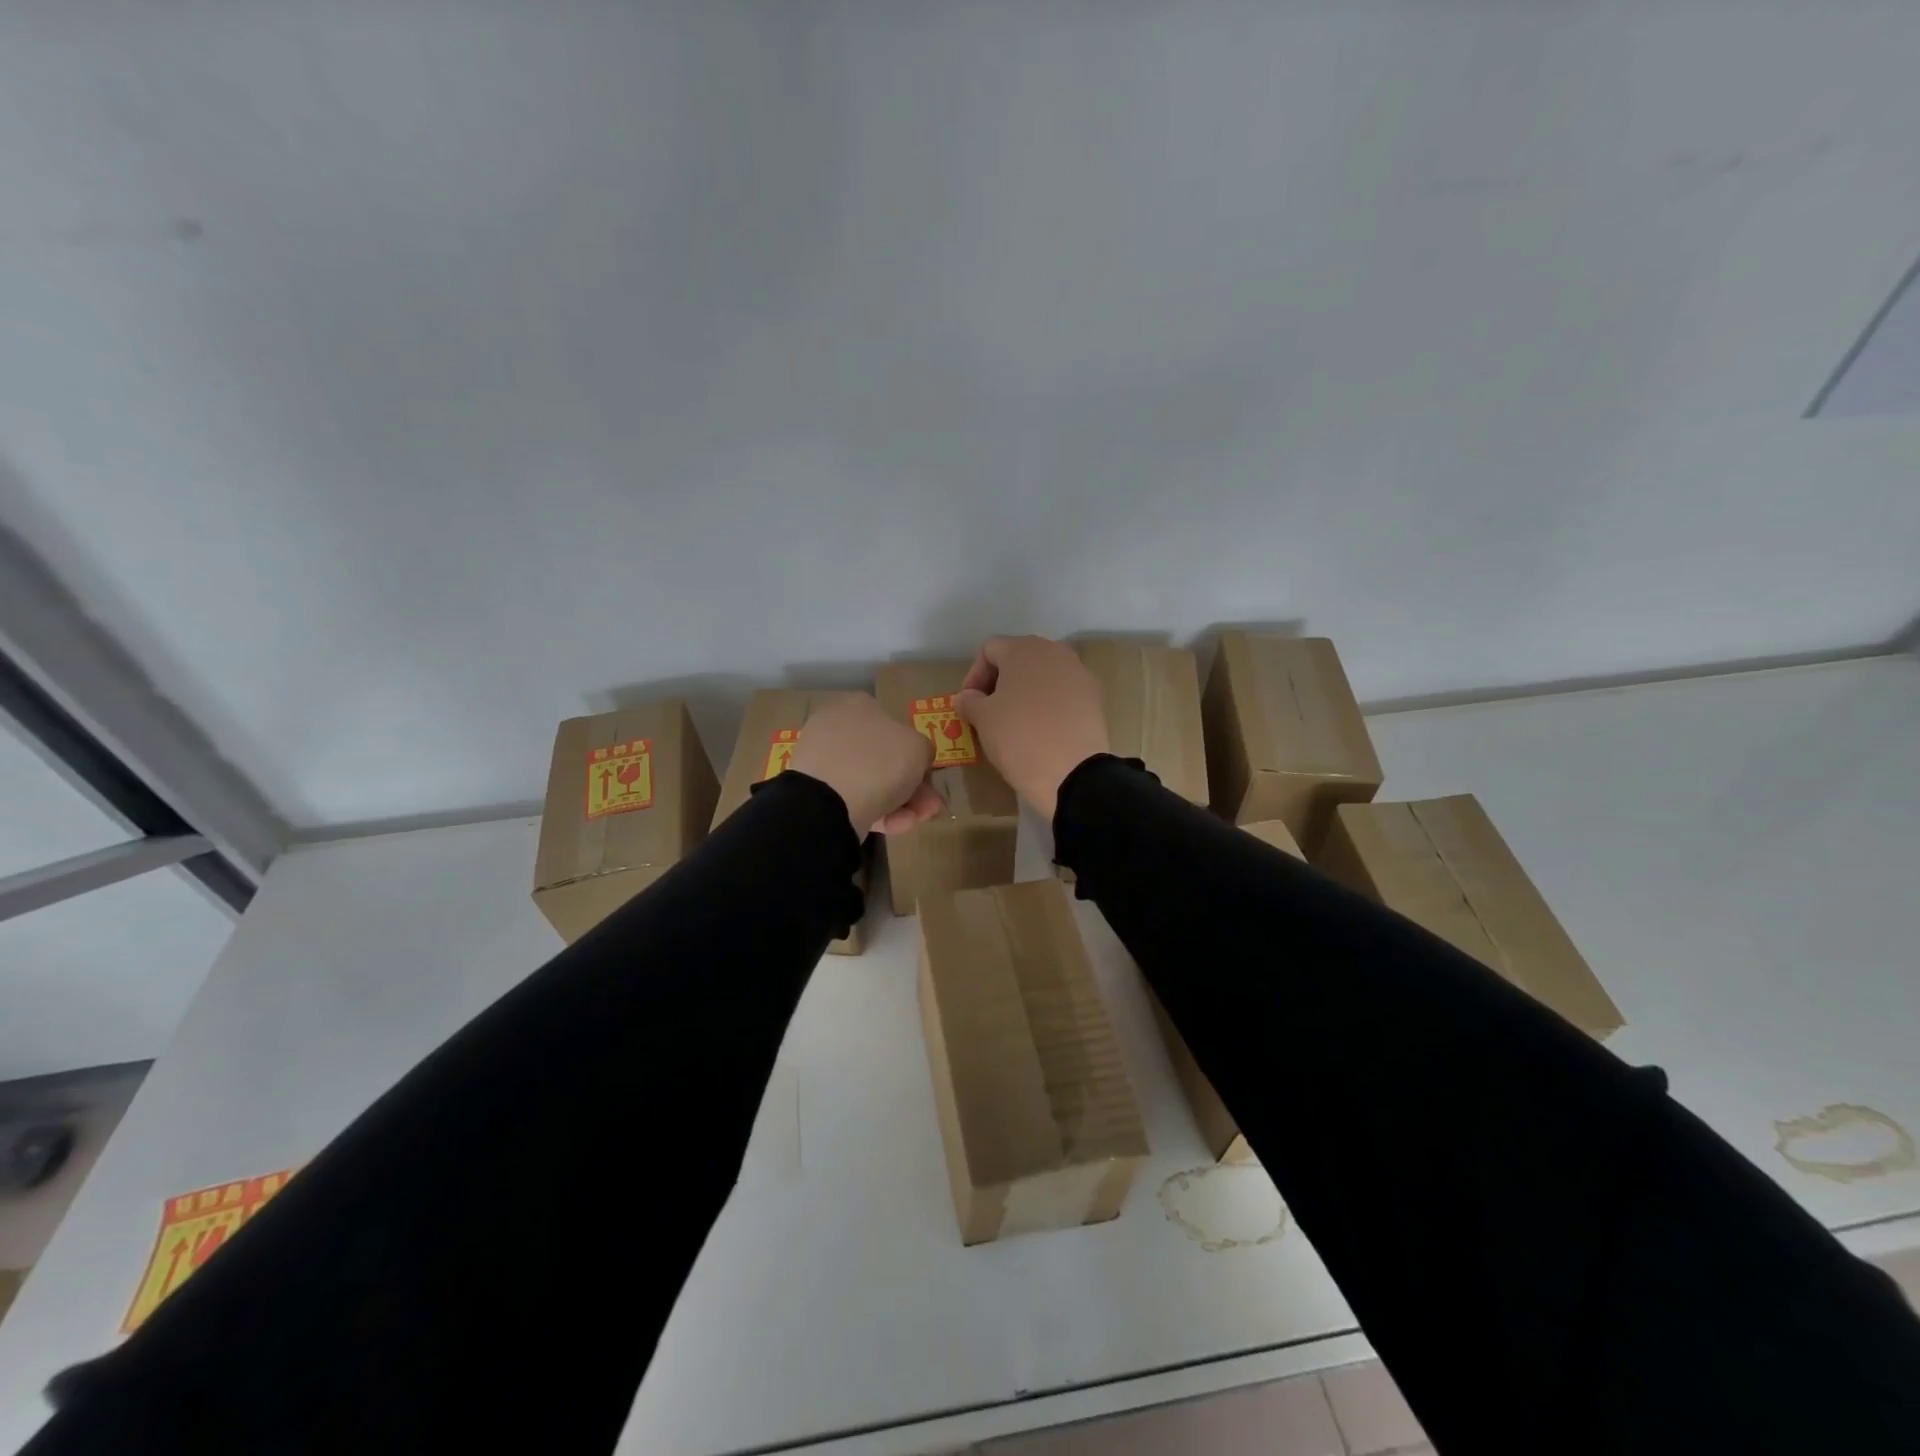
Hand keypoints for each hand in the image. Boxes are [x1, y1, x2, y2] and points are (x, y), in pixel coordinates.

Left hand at [790, 694, 941, 835]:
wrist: (830, 801)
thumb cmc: (880, 761)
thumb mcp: (919, 747)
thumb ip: (923, 750)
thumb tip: (917, 757)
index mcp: (858, 705)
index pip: (892, 725)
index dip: (914, 752)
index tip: (926, 775)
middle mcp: (837, 728)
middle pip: (883, 758)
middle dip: (911, 785)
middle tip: (928, 805)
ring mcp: (823, 761)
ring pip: (870, 782)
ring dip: (900, 803)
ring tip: (916, 820)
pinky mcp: (815, 792)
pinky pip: (853, 799)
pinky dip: (877, 812)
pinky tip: (896, 826)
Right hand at [954, 636, 1108, 820]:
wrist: (1073, 773)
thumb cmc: (1019, 737)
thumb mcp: (983, 720)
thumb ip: (969, 701)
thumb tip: (967, 697)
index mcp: (1024, 649)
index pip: (990, 649)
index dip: (974, 675)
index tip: (969, 704)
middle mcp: (1054, 651)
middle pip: (1019, 657)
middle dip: (1000, 681)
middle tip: (989, 710)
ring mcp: (1079, 672)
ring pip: (1043, 674)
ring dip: (1026, 691)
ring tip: (1016, 720)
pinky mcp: (1095, 696)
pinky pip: (1064, 692)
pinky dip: (1049, 703)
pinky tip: (1043, 728)